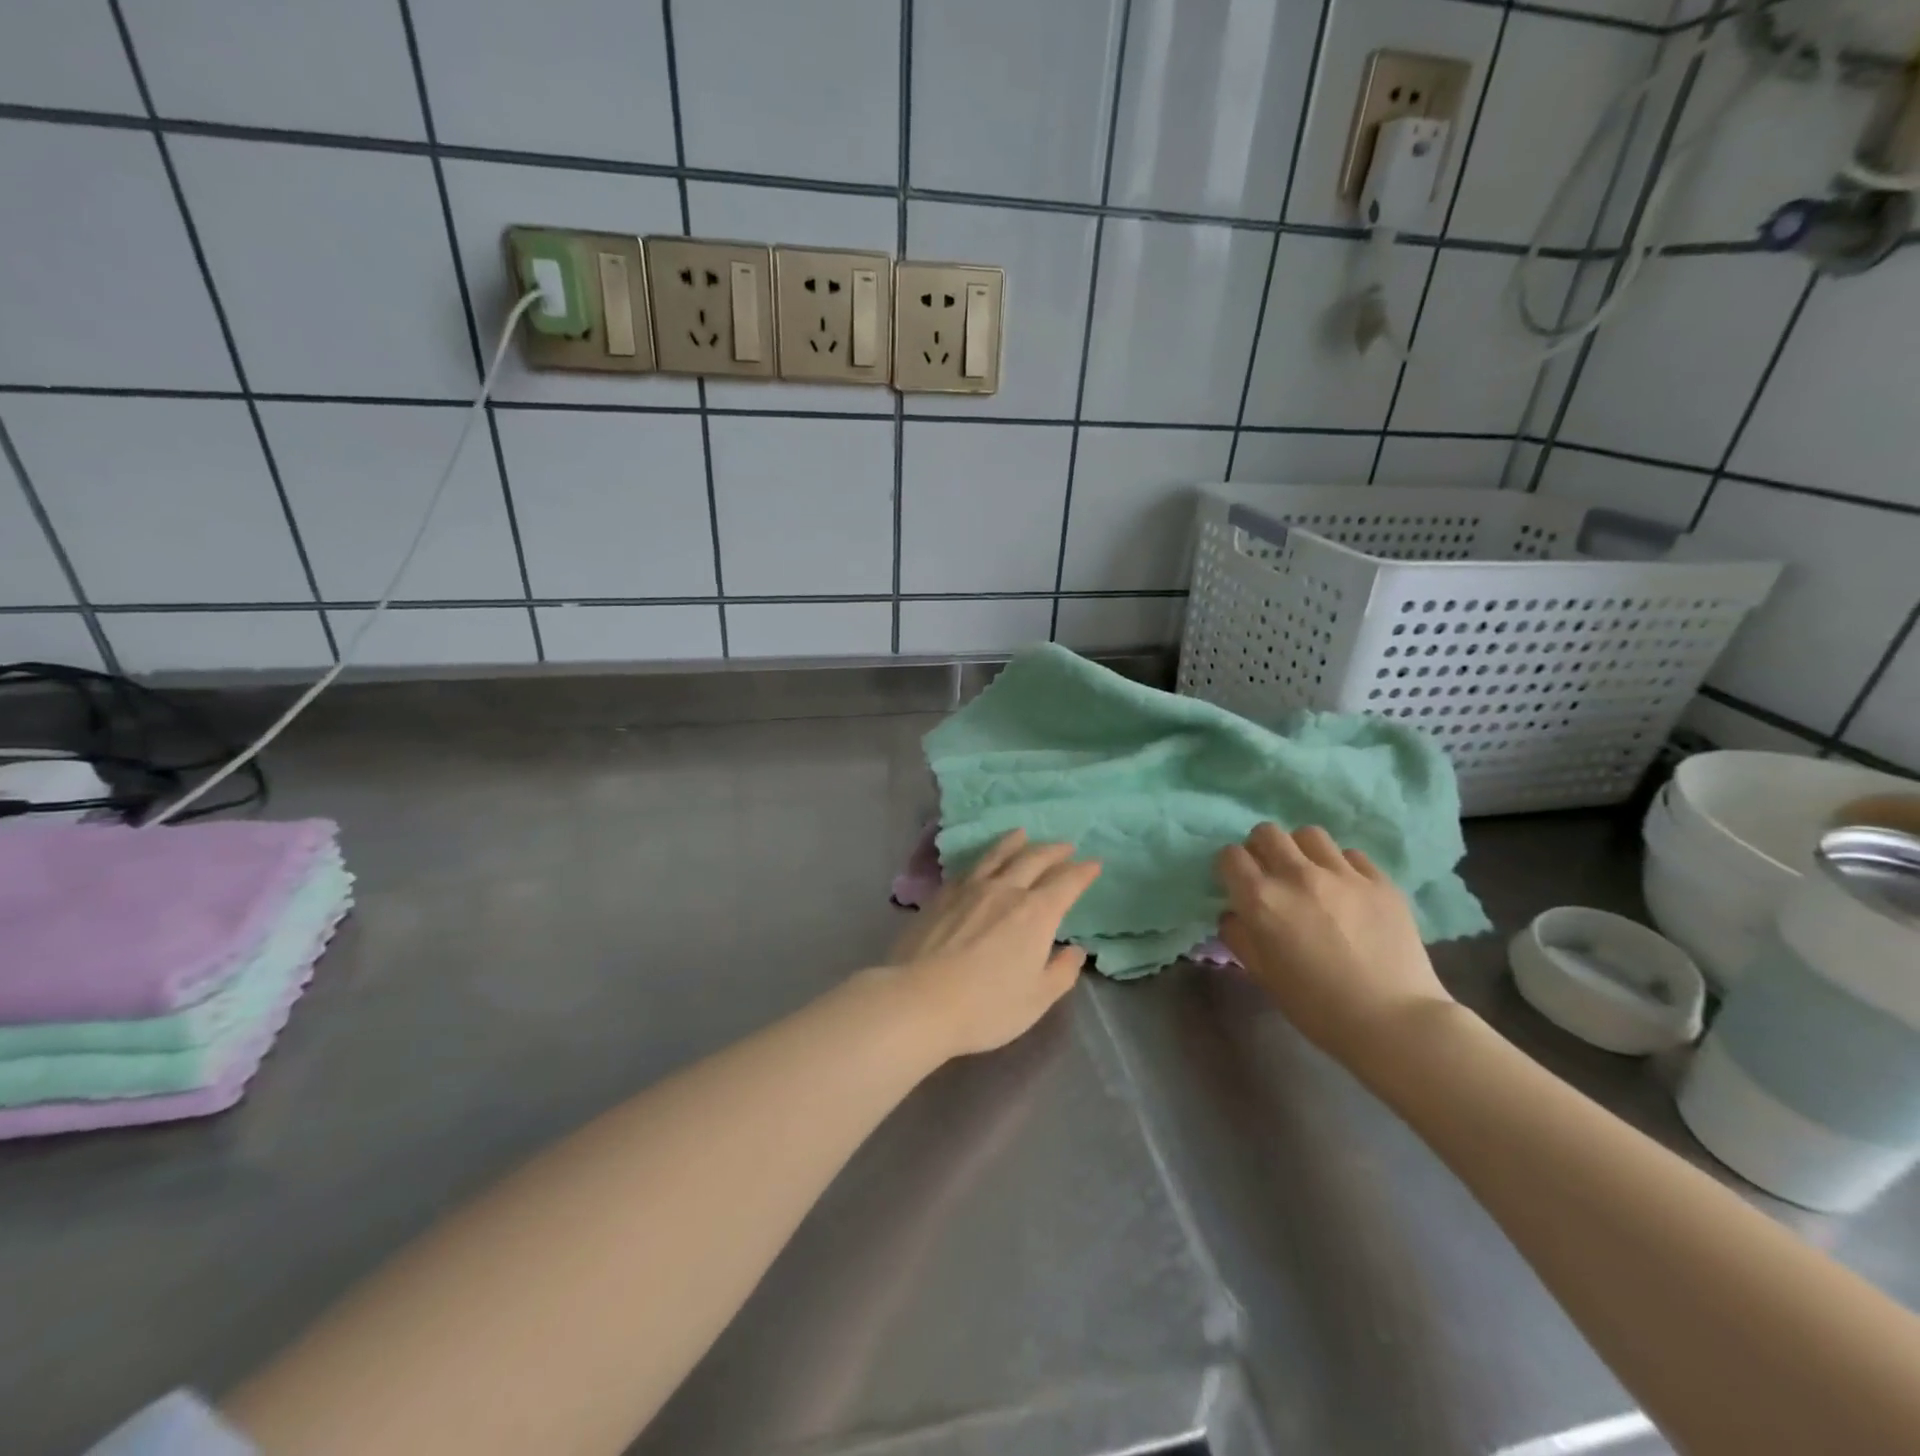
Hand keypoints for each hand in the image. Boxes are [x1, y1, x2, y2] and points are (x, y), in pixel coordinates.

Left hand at [888, 830, 1101, 1060]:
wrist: (919, 1000)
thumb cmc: (986, 1006)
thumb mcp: (1036, 999)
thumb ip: (1060, 972)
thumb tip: (1075, 950)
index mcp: (1036, 914)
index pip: (1066, 883)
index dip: (1083, 872)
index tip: (1094, 863)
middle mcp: (1005, 891)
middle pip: (1034, 860)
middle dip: (1054, 851)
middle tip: (1065, 846)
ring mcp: (969, 889)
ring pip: (997, 855)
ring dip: (1015, 842)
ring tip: (1023, 834)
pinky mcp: (941, 895)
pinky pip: (969, 868)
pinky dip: (984, 859)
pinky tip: (982, 862)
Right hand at [1216, 824, 1453, 1069]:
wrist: (1394, 1022)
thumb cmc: (1317, 1007)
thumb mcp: (1262, 975)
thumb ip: (1239, 936)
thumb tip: (1233, 914)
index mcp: (1261, 899)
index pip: (1230, 855)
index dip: (1230, 867)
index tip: (1237, 883)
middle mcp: (1297, 875)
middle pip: (1267, 833)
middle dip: (1261, 848)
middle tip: (1270, 874)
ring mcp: (1342, 874)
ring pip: (1309, 835)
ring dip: (1301, 850)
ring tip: (1310, 874)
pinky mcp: (1380, 881)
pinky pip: (1351, 855)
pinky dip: (1341, 866)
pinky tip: (1347, 890)